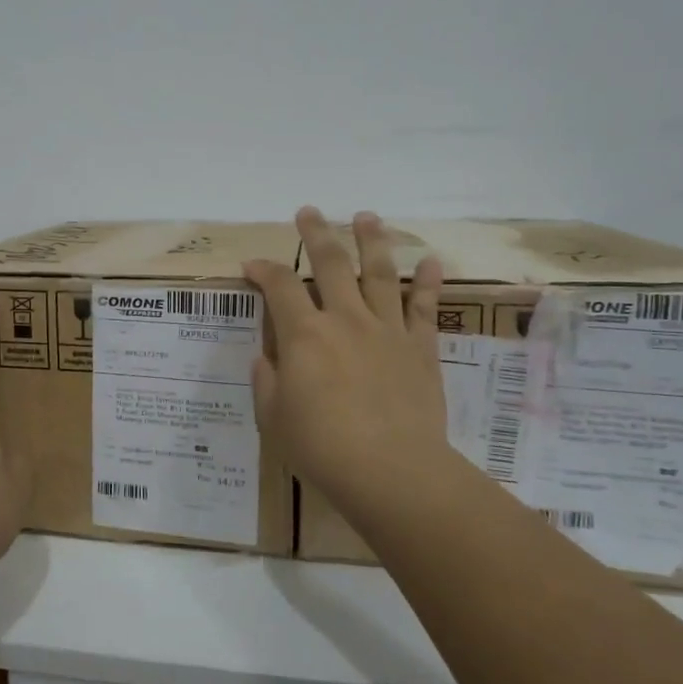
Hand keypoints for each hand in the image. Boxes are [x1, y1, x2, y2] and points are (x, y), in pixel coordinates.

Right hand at [242, 208, 452, 528]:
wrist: (392, 471)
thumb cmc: (322, 448)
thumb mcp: (273, 418)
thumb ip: (267, 380)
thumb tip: (267, 355)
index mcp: (304, 334)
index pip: (279, 285)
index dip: (263, 269)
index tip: (252, 265)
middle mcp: (345, 319)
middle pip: (330, 262)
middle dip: (317, 232)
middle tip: (309, 211)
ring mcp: (387, 329)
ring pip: (379, 272)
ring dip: (371, 240)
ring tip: (366, 216)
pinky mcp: (420, 347)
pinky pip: (425, 307)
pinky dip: (427, 283)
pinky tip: (430, 262)